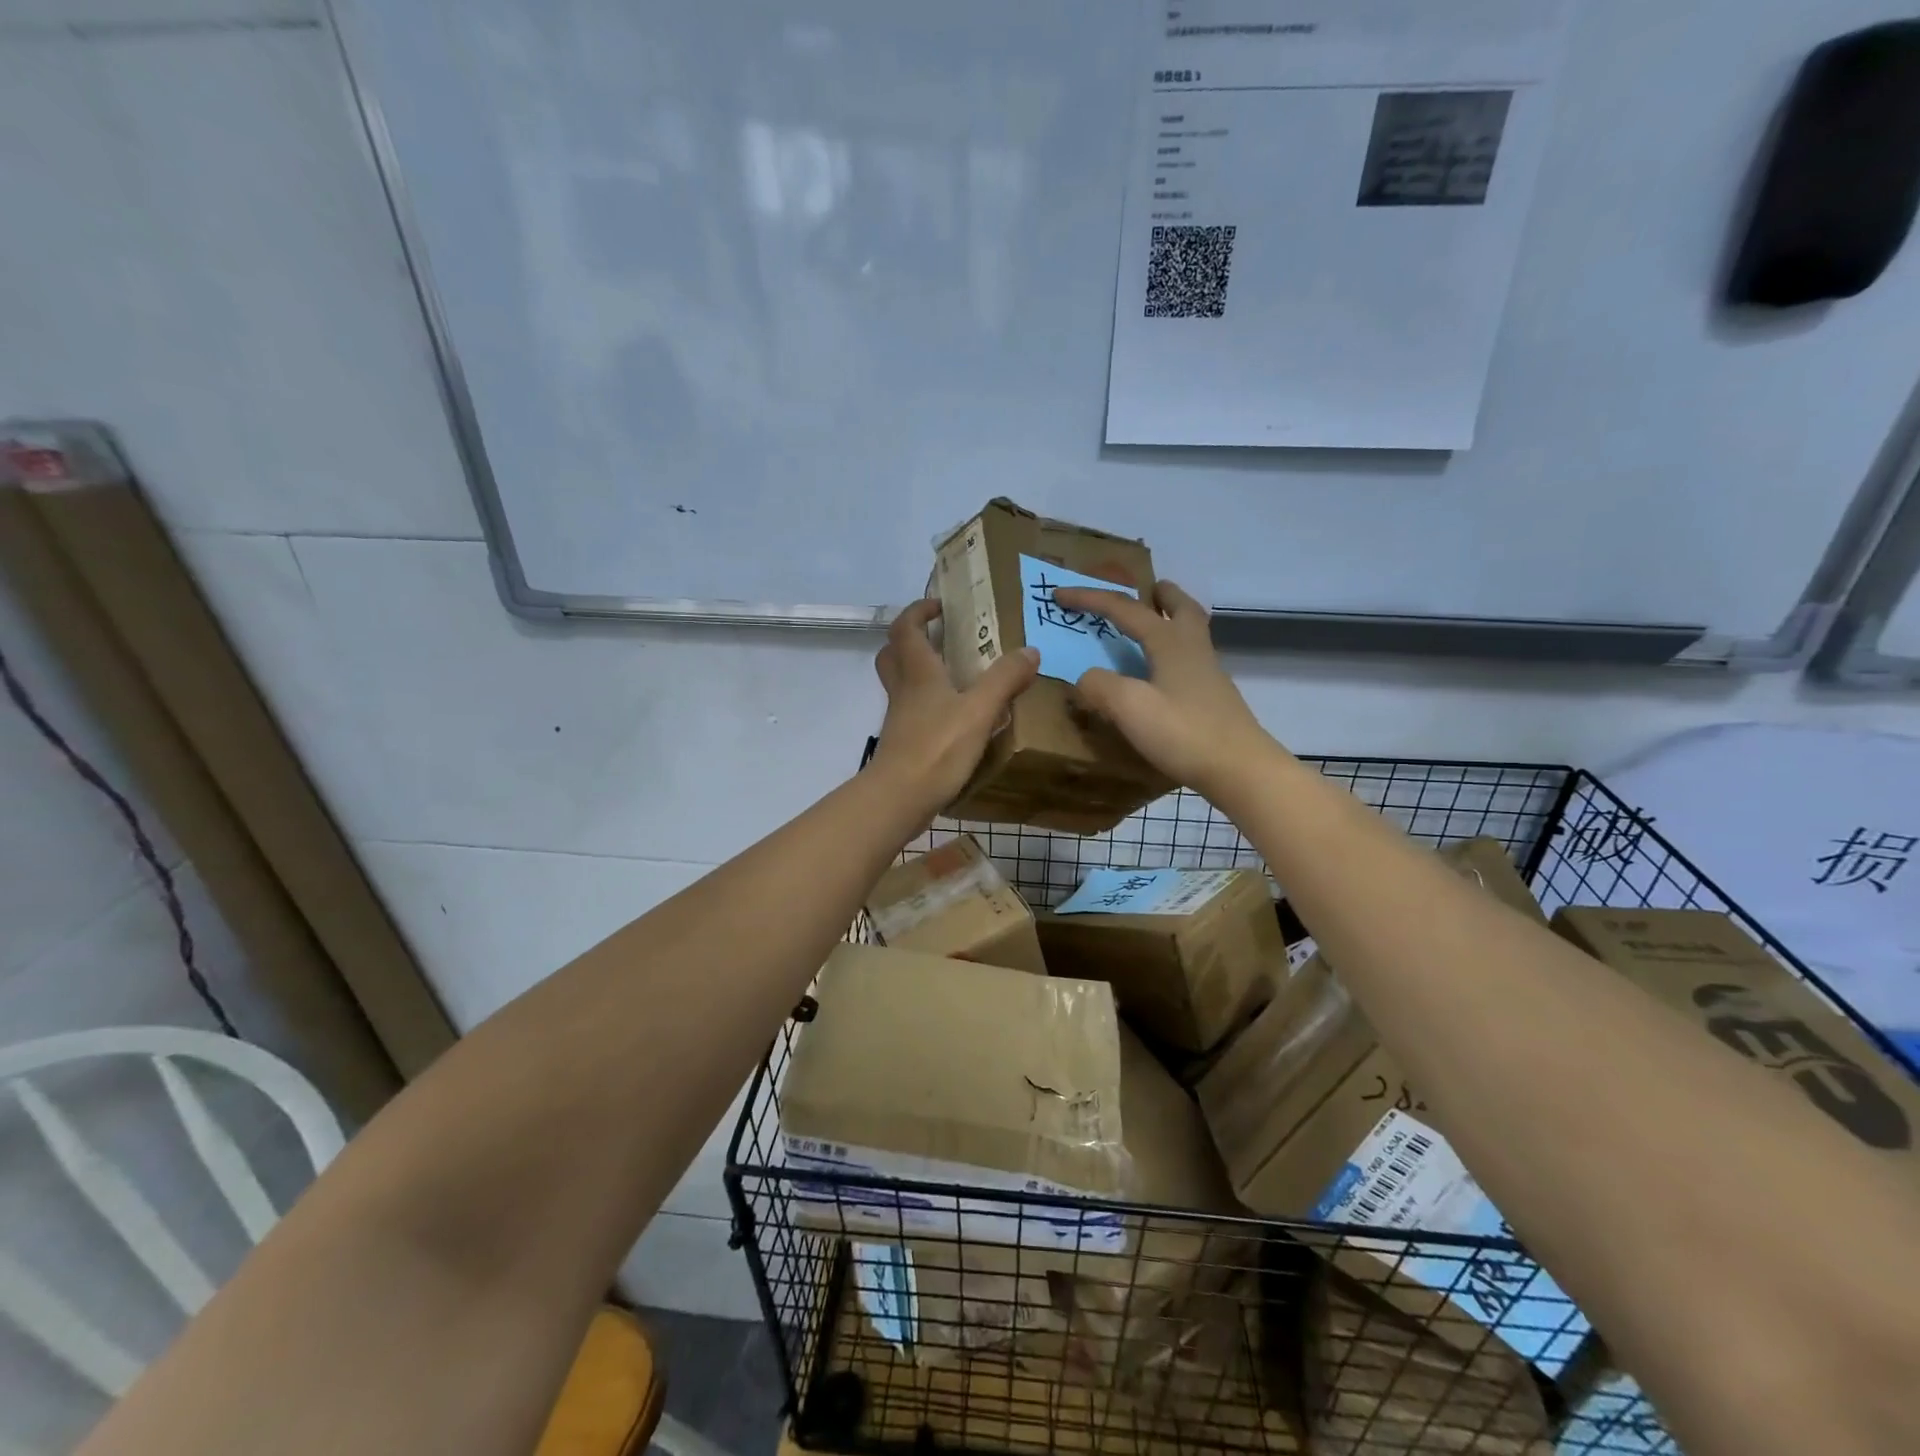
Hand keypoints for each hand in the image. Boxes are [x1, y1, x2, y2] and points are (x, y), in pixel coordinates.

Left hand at [870, 599, 1040, 813]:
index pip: (905, 628)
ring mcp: (900, 718)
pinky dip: (929, 705)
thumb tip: (1030, 650)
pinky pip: (913, 712)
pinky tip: (956, 718)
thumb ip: (1004, 679)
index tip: (940, 605)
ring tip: (956, 677)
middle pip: (893, 654)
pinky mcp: (903, 743)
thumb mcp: (979, 711)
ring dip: (920, 672)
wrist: (899, 798)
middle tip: (941, 638)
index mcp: (918, 673)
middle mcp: (904, 690)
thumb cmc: (936, 748)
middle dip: (912, 639)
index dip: (918, 611)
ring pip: (902, 684)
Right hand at [1053, 580, 1279, 798]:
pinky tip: (1162, 674)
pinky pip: (1190, 659)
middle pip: (1180, 607)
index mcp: (1170, 642)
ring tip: (1153, 625)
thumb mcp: (1130, 707)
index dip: (1090, 599)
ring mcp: (1209, 674)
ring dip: (1171, 619)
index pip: (1124, 609)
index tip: (1060, 594)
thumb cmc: (1184, 733)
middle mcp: (1193, 649)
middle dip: (1159, 594)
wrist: (1240, 769)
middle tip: (1146, 590)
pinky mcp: (1213, 699)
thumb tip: (1085, 677)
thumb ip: (1099, 685)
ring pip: (1190, 632)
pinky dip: (1174, 652)